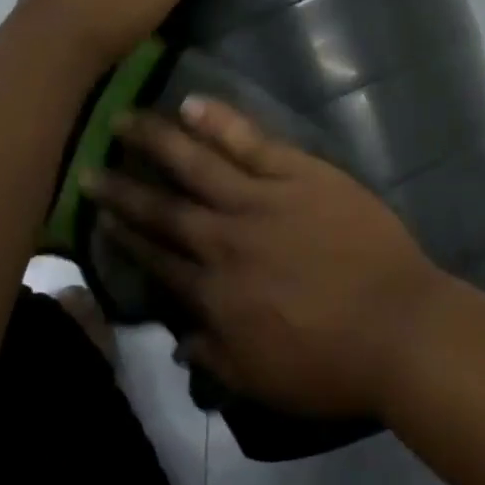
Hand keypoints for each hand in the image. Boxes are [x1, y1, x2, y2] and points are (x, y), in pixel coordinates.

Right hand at [88, 98, 452, 418]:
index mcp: (215, 293)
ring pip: (198, 165)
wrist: (395, 325)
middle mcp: (225, 240)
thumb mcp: (261, 380)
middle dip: (124, 189)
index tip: (98, 217)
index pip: (158, 260)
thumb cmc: (332, 362)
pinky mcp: (298, 173)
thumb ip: (214, 356)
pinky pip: (251, 142)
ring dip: (157, 142)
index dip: (125, 238)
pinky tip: (192, 103)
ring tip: (125, 119)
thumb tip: (179, 336)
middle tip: (89, 165)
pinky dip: (220, 122)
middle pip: (165, 209)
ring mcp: (261, 200)